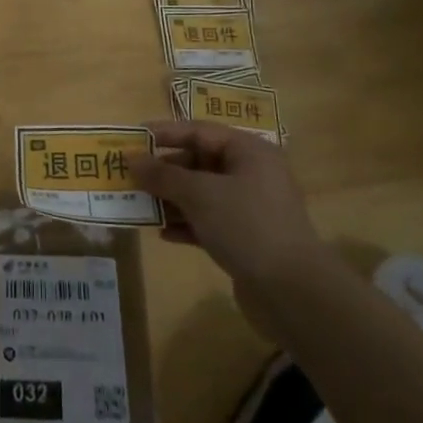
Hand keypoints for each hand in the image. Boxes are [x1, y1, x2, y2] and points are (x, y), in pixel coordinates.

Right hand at [135, 122, 323, 289]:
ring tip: (137, 204)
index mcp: (249, 151)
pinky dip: (185, 224)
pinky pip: (208, 221)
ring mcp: (250, 208)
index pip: (200, 131)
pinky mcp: (246, 239)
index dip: (164, 133)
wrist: (293, 291)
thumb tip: (132, 158)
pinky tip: (162, 233)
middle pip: (199, 162)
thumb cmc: (246, 225)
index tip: (132, 138)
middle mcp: (252, 173)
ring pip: (202, 194)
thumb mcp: (199, 194)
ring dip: (170, 198)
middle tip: (129, 175)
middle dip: (164, 170)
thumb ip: (163, 175)